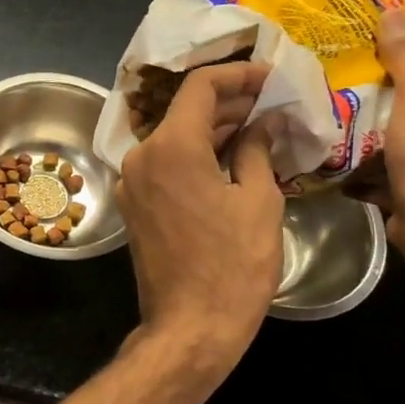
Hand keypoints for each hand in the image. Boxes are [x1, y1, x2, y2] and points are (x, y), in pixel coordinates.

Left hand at [115, 62, 283, 377]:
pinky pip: (165, 166)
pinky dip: (196, 156)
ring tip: (260, 128)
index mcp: (170, 147)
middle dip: (229, 104)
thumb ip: (256, 150)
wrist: (189, 327)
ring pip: (174, 139)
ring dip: (213, 130)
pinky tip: (231, 160)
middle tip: (273, 104)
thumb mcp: (258, 201)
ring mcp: (131, 182)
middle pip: (185, 111)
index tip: (270, 78)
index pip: (200, 87)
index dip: (238, 75)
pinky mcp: (133, 205)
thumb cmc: (233, 265)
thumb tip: (263, 122)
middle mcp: (141, 155)